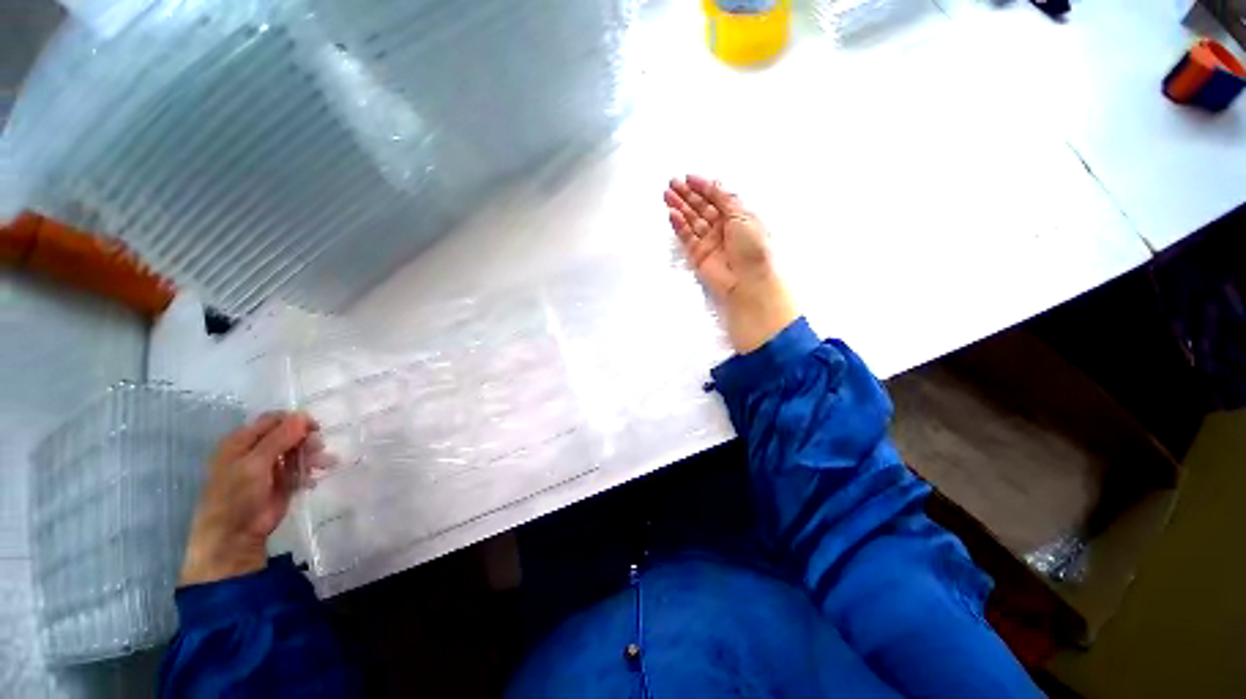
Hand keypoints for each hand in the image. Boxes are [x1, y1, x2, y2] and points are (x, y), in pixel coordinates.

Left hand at [180, 412, 320, 585]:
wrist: (235, 535)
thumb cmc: (236, 496)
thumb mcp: (255, 464)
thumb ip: (279, 439)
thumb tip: (303, 415)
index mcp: (242, 441)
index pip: (274, 420)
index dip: (295, 421)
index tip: (315, 428)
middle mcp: (257, 450)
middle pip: (289, 434)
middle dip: (307, 440)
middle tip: (319, 449)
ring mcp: (271, 467)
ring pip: (298, 451)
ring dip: (313, 455)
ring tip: (324, 465)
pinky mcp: (283, 482)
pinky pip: (302, 469)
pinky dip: (310, 471)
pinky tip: (312, 481)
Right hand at [664, 175, 797, 352]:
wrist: (747, 281)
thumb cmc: (751, 246)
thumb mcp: (743, 215)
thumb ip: (725, 199)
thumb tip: (713, 183)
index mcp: (737, 216)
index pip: (717, 197)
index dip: (703, 187)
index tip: (688, 177)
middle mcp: (722, 228)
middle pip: (701, 208)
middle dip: (687, 195)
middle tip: (672, 183)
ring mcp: (709, 242)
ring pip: (692, 221)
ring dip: (680, 208)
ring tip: (667, 195)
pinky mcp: (697, 255)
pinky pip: (687, 237)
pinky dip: (679, 226)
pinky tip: (671, 214)